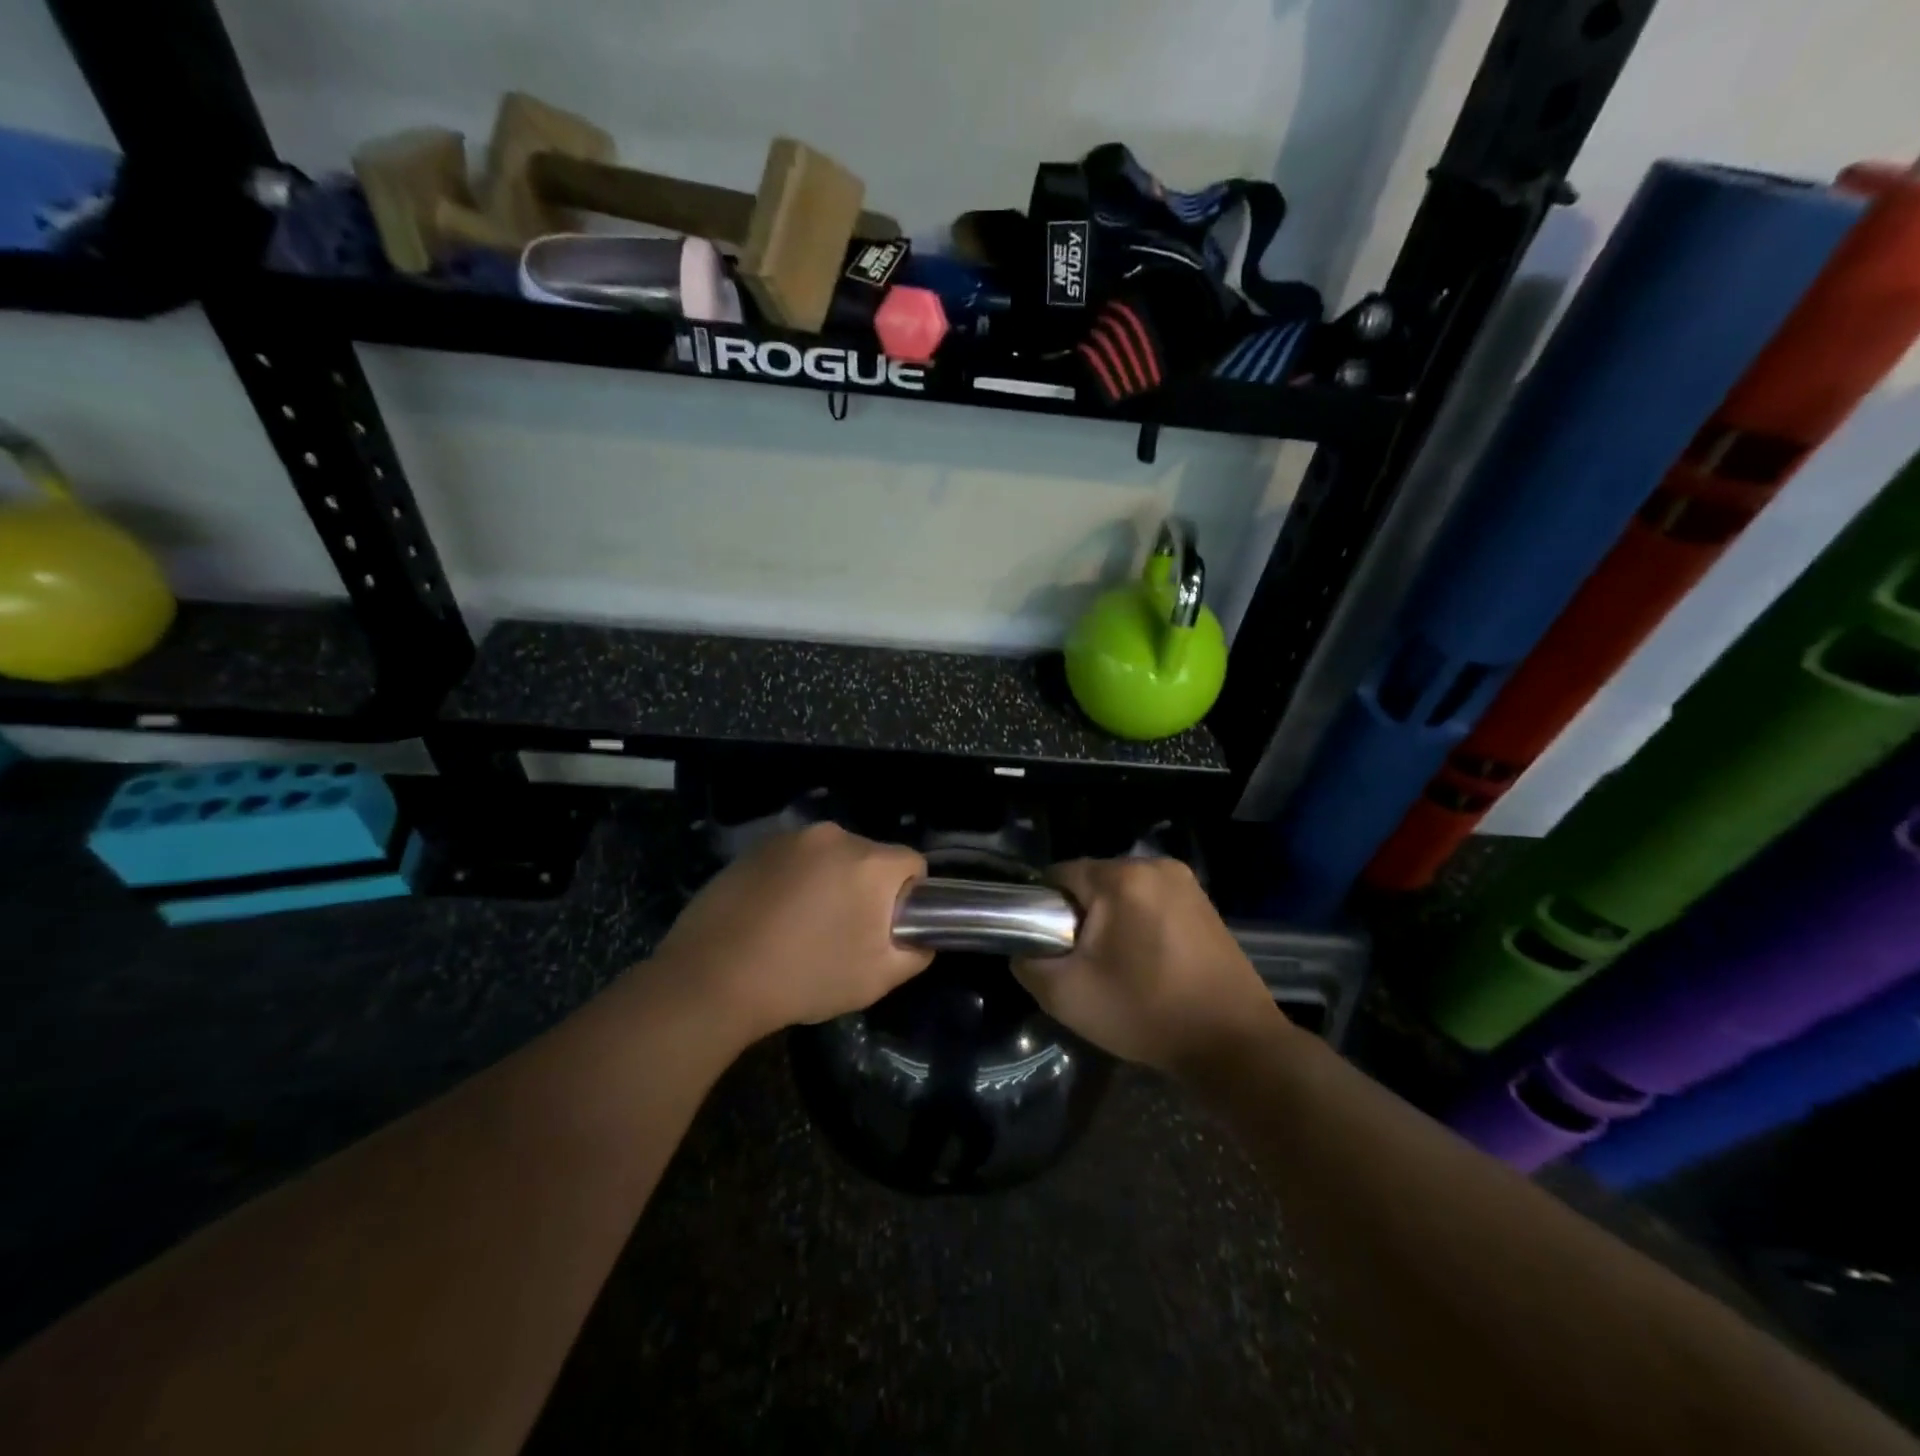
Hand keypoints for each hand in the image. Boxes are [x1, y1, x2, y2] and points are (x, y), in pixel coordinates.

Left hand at [653, 823, 931, 1042]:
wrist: (712, 978)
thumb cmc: (805, 978)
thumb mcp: (876, 979)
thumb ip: (915, 953)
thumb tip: (921, 938)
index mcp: (869, 862)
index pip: (912, 864)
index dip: (908, 896)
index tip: (886, 928)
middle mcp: (833, 836)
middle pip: (870, 858)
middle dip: (866, 889)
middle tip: (844, 933)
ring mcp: (789, 838)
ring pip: (830, 857)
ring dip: (829, 882)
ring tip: (803, 927)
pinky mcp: (755, 848)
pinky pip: (794, 859)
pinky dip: (794, 880)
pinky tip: (773, 917)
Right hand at [1015, 857, 1288, 1074]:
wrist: (1233, 1044)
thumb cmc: (1145, 1013)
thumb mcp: (1066, 996)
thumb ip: (1028, 963)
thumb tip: (1023, 947)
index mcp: (1122, 877)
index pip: (1059, 875)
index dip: (1044, 910)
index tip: (1051, 947)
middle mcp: (1155, 865)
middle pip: (1093, 881)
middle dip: (1080, 915)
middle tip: (1084, 963)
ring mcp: (1185, 882)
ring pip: (1123, 891)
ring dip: (1111, 920)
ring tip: (1117, 965)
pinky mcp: (1204, 902)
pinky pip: (1152, 901)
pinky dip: (1140, 923)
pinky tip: (1147, 961)